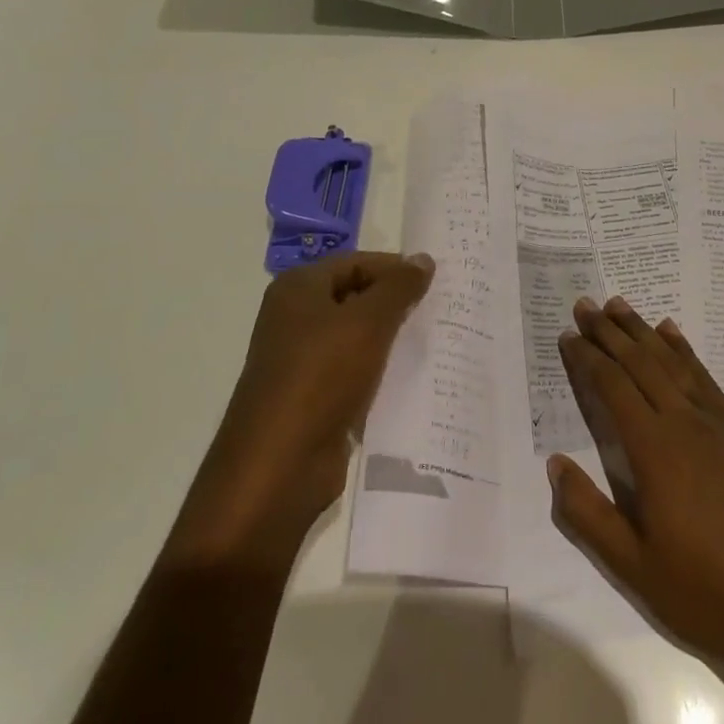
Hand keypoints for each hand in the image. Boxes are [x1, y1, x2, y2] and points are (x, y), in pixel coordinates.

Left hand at [176, 252, 433, 562]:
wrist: (280, 464)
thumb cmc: (321, 377)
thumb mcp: (367, 323)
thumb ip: (398, 288)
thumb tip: (423, 259)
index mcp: (298, 289)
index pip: (357, 262)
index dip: (396, 269)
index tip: (438, 282)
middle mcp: (295, 318)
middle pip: (356, 297)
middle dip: (397, 304)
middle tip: (443, 311)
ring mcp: (302, 360)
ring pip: (358, 338)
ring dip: (393, 340)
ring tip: (437, 343)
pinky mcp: (314, 397)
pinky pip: (356, 373)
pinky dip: (382, 373)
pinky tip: (415, 380)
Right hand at [549, 297, 723, 680]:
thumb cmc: (706, 593)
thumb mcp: (633, 566)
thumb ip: (588, 513)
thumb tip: (555, 463)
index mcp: (655, 451)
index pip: (613, 388)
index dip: (588, 358)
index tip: (569, 334)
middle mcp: (686, 424)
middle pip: (641, 364)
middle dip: (610, 332)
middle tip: (586, 304)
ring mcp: (722, 425)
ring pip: (674, 363)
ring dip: (644, 332)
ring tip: (621, 306)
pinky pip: (708, 379)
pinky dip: (686, 352)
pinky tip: (674, 335)